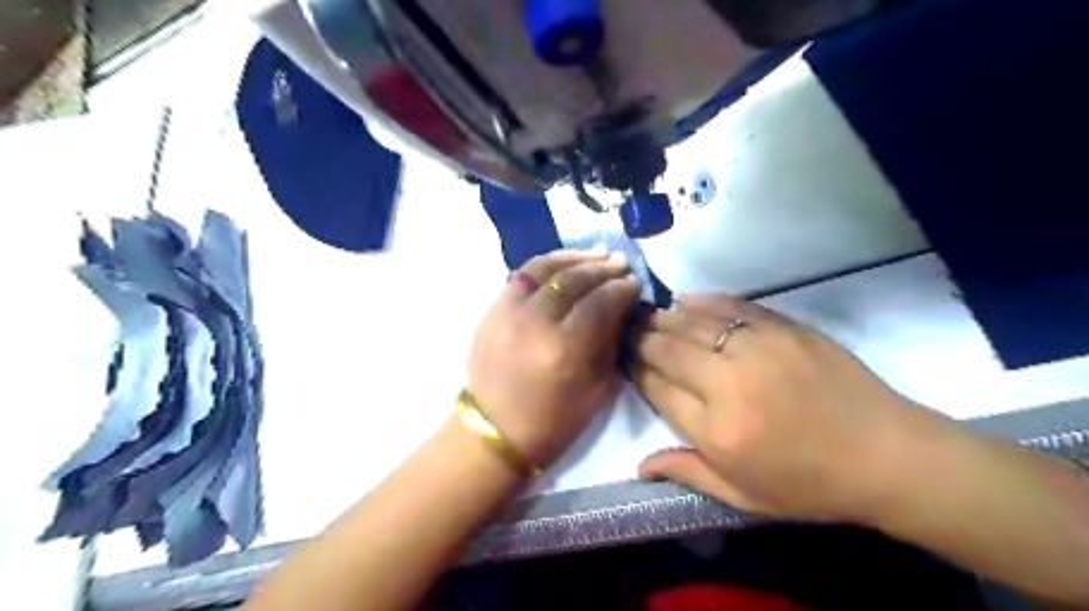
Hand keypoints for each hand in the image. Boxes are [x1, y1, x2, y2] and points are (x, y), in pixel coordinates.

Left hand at [466, 252, 640, 468]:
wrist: (493, 431)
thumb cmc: (552, 422)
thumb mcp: (597, 391)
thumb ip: (610, 343)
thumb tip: (621, 308)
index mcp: (563, 349)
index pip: (599, 303)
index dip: (621, 289)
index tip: (635, 282)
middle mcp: (534, 322)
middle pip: (573, 280)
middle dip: (603, 268)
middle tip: (621, 262)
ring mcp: (508, 312)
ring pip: (545, 268)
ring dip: (575, 257)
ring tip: (597, 253)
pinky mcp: (492, 310)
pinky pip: (521, 274)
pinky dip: (546, 263)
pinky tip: (564, 261)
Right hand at [635, 294, 939, 520]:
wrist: (887, 456)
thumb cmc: (809, 485)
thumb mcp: (743, 496)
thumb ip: (687, 473)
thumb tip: (639, 466)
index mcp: (717, 432)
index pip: (658, 389)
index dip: (637, 370)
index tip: (625, 359)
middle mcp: (729, 385)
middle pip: (668, 350)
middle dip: (641, 338)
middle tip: (626, 329)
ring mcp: (758, 351)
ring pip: (694, 324)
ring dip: (664, 317)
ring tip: (648, 314)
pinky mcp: (784, 329)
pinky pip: (733, 307)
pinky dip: (704, 301)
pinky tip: (685, 299)